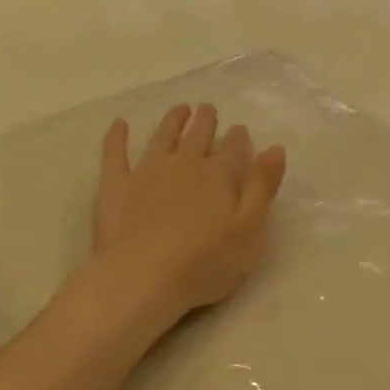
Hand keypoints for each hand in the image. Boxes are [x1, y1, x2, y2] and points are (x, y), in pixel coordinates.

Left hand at [87, 103, 286, 319]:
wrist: (141, 280)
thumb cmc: (205, 263)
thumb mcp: (250, 230)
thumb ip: (262, 188)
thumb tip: (275, 148)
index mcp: (219, 175)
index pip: (233, 148)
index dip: (238, 138)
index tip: (239, 129)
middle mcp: (184, 165)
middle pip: (198, 136)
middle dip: (205, 121)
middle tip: (208, 108)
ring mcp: (146, 172)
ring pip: (162, 138)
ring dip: (172, 121)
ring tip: (179, 109)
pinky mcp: (114, 187)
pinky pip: (115, 154)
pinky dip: (117, 137)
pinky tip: (119, 125)